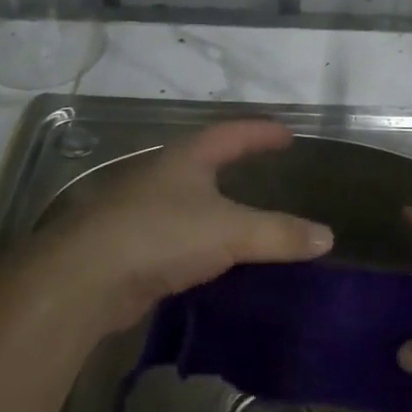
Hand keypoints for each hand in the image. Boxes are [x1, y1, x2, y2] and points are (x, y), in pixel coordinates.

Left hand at [29, 120, 332, 334]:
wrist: (84, 279)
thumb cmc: (161, 235)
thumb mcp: (230, 232)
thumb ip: (280, 234)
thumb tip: (327, 237)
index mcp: (186, 159)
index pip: (231, 134)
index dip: (260, 133)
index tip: (287, 134)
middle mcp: (161, 176)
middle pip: (204, 161)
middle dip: (234, 162)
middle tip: (264, 168)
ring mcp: (140, 210)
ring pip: (187, 201)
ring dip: (215, 205)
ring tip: (244, 216)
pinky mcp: (130, 246)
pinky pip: (176, 236)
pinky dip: (199, 240)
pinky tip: (211, 259)